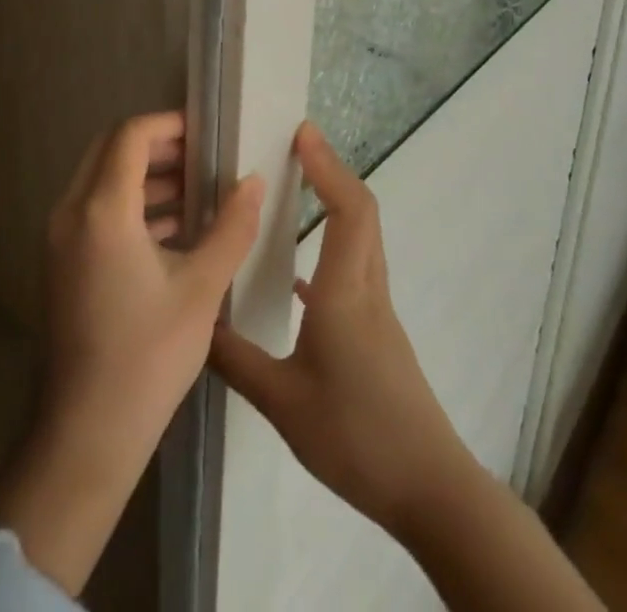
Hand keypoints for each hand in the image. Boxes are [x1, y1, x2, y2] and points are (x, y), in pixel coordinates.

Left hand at [0, 112, 263, 594]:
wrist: (86, 431)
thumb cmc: (148, 356)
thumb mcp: (201, 289)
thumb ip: (231, 227)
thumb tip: (254, 181)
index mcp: (101, 210)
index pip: (130, 136)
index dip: (168, 125)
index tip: (206, 132)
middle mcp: (71, 211)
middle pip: (111, 150)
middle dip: (157, 145)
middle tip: (202, 157)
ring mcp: (60, 237)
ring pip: (101, 179)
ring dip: (145, 175)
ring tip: (195, 190)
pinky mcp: (62, 260)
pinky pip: (95, 209)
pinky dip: (130, 204)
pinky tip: (172, 228)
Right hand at [209, 122, 465, 542]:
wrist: (432, 493)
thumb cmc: (357, 437)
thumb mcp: (283, 403)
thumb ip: (235, 359)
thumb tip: (195, 322)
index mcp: (345, 293)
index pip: (348, 209)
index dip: (327, 165)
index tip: (302, 133)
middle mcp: (366, 290)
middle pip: (362, 212)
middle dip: (331, 171)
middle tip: (295, 147)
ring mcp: (378, 312)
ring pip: (362, 238)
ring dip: (335, 203)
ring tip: (295, 190)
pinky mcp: (379, 333)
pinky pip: (356, 269)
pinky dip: (332, 246)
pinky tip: (298, 277)